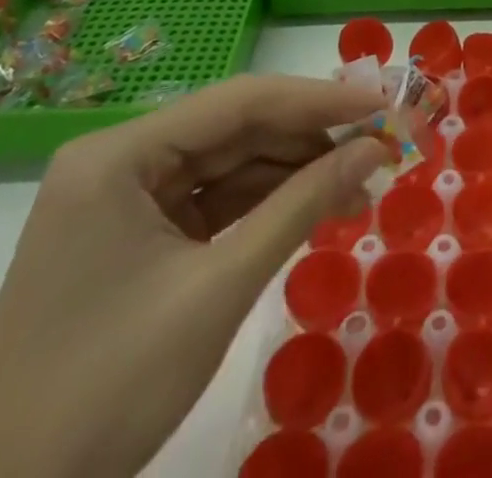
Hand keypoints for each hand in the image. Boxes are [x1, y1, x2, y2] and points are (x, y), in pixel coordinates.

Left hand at [0, 76, 390, 477]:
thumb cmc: (106, 392)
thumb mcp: (218, 291)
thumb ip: (301, 205)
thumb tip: (375, 148)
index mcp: (118, 155)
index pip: (240, 102)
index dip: (321, 100)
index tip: (385, 104)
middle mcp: (118, 162)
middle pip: (235, 128)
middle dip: (312, 137)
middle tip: (383, 142)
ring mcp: (121, 201)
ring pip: (228, 163)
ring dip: (294, 171)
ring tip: (360, 180)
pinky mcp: (131, 239)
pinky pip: (212, 201)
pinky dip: (264, 204)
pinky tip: (314, 205)